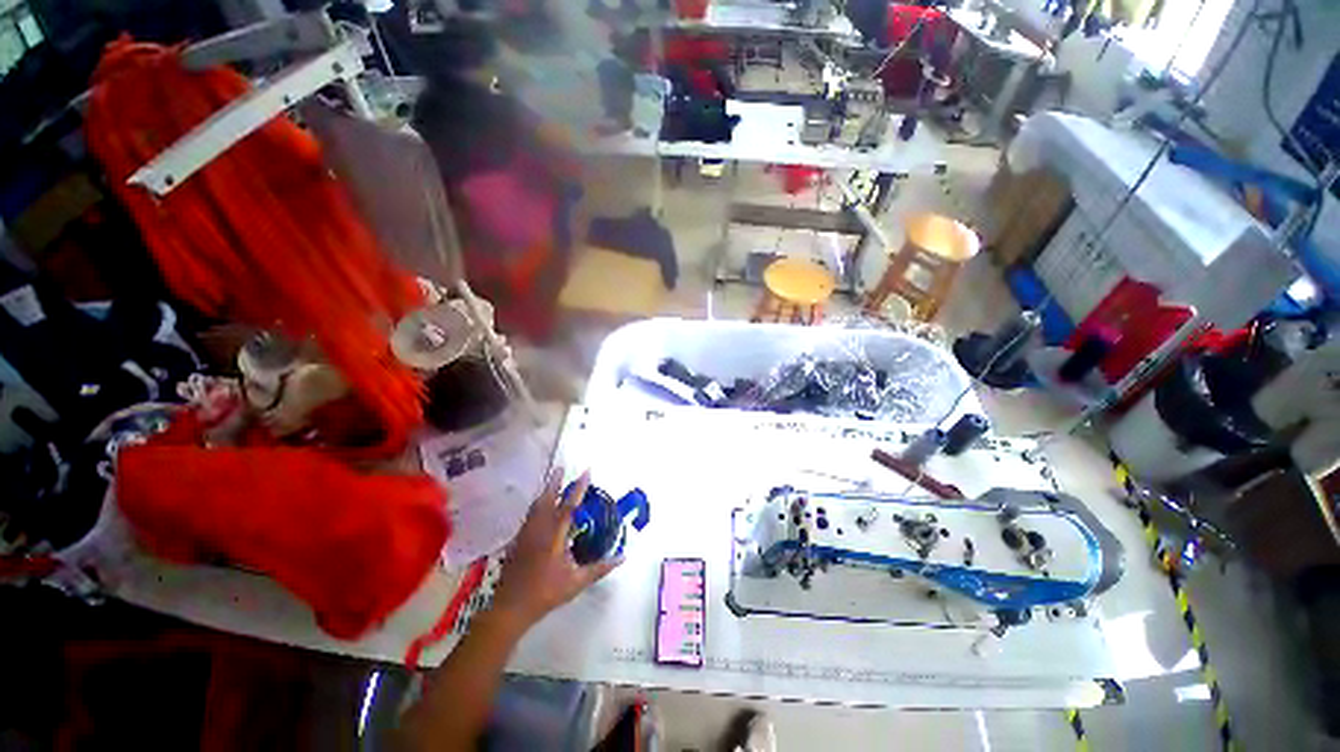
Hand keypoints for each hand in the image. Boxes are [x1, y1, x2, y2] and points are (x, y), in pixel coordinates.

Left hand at [490, 469, 620, 629]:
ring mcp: (525, 534)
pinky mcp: (517, 541)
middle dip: (554, 482)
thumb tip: (622, 557)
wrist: (510, 608)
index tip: (586, 471)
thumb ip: (600, 568)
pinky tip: (540, 509)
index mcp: (554, 535)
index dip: (579, 487)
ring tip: (552, 483)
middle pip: (546, 499)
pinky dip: (538, 506)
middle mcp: (538, 529)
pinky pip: (530, 516)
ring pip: (535, 506)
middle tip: (561, 468)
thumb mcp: (576, 582)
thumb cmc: (545, 593)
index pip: (569, 505)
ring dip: (545, 492)